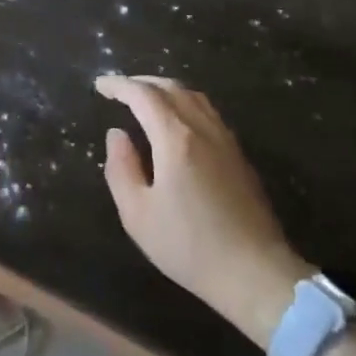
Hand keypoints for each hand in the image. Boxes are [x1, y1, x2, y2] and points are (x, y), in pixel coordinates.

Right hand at [97, 74, 313, 347]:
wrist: (256, 273)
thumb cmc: (189, 247)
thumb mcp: (138, 214)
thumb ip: (121, 168)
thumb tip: (117, 134)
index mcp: (176, 139)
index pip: (144, 95)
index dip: (119, 85)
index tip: (100, 85)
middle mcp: (203, 129)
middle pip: (172, 88)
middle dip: (142, 82)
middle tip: (119, 90)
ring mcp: (226, 141)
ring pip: (195, 97)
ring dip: (166, 90)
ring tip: (146, 101)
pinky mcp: (239, 156)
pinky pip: (208, 113)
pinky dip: (185, 104)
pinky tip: (177, 123)